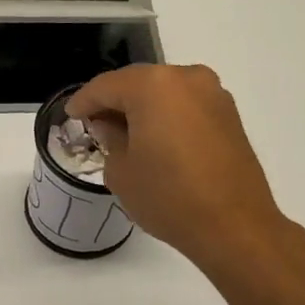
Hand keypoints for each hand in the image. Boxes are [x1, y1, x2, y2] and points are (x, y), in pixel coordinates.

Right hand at [66, 64, 291, 273]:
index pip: (106, 86)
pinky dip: (167, 116)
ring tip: (125, 134)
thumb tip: (112, 125)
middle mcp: (186, 78)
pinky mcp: (229, 115)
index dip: (84, 101)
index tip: (71, 115)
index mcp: (153, 86)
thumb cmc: (168, 197)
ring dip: (142, 108)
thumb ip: (110, 139)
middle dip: (114, 101)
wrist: (234, 226)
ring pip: (165, 93)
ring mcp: (213, 94)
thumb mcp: (121, 171)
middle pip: (138, 83)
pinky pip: (186, 106)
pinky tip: (156, 140)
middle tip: (95, 124)